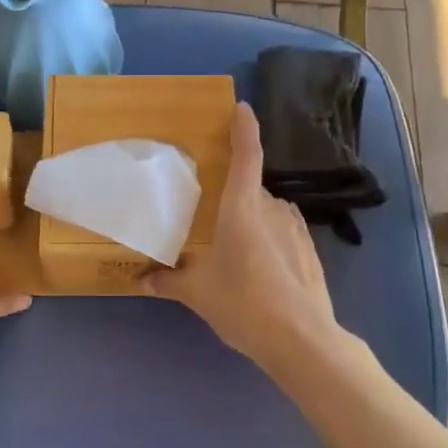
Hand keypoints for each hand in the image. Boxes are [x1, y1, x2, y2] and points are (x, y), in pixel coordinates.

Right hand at [141, 102, 340, 372]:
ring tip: (230, 244)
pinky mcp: (309, 248)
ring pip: (266, 210)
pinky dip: (267, 236)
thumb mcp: (197, 294)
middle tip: (208, 211)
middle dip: (231, 193)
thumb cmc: (243, 303)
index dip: (244, 128)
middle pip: (250, 187)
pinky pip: (281, 229)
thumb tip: (138, 280)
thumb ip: (167, 282)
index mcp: (242, 208)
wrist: (301, 340)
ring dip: (250, 217)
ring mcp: (295, 227)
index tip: (241, 107)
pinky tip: (256, 264)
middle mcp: (271, 208)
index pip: (246, 155)